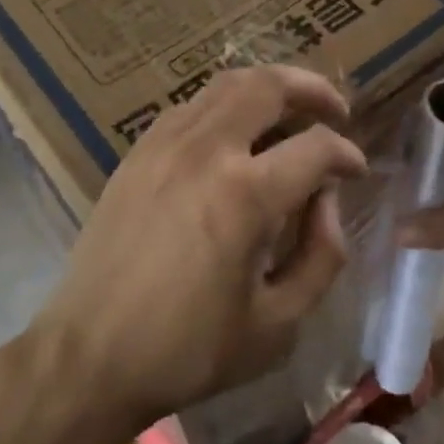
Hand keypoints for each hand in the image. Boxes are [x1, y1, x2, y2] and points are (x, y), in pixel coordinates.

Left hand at [41, 66, 366, 427]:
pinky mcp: (138, 153)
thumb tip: (326, 203)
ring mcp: (165, 145)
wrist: (87, 359)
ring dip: (270, 89)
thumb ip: (321, 256)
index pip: (316, 147)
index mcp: (246, 195)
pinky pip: (193, 106)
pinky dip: (227, 104)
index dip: (346, 154)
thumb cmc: (188, 350)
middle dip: (313, 90)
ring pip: (228, 84)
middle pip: (269, 85)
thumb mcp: (278, 325)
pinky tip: (237, 134)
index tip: (356, 171)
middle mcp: (207, 151)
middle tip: (336, 110)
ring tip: (292, 112)